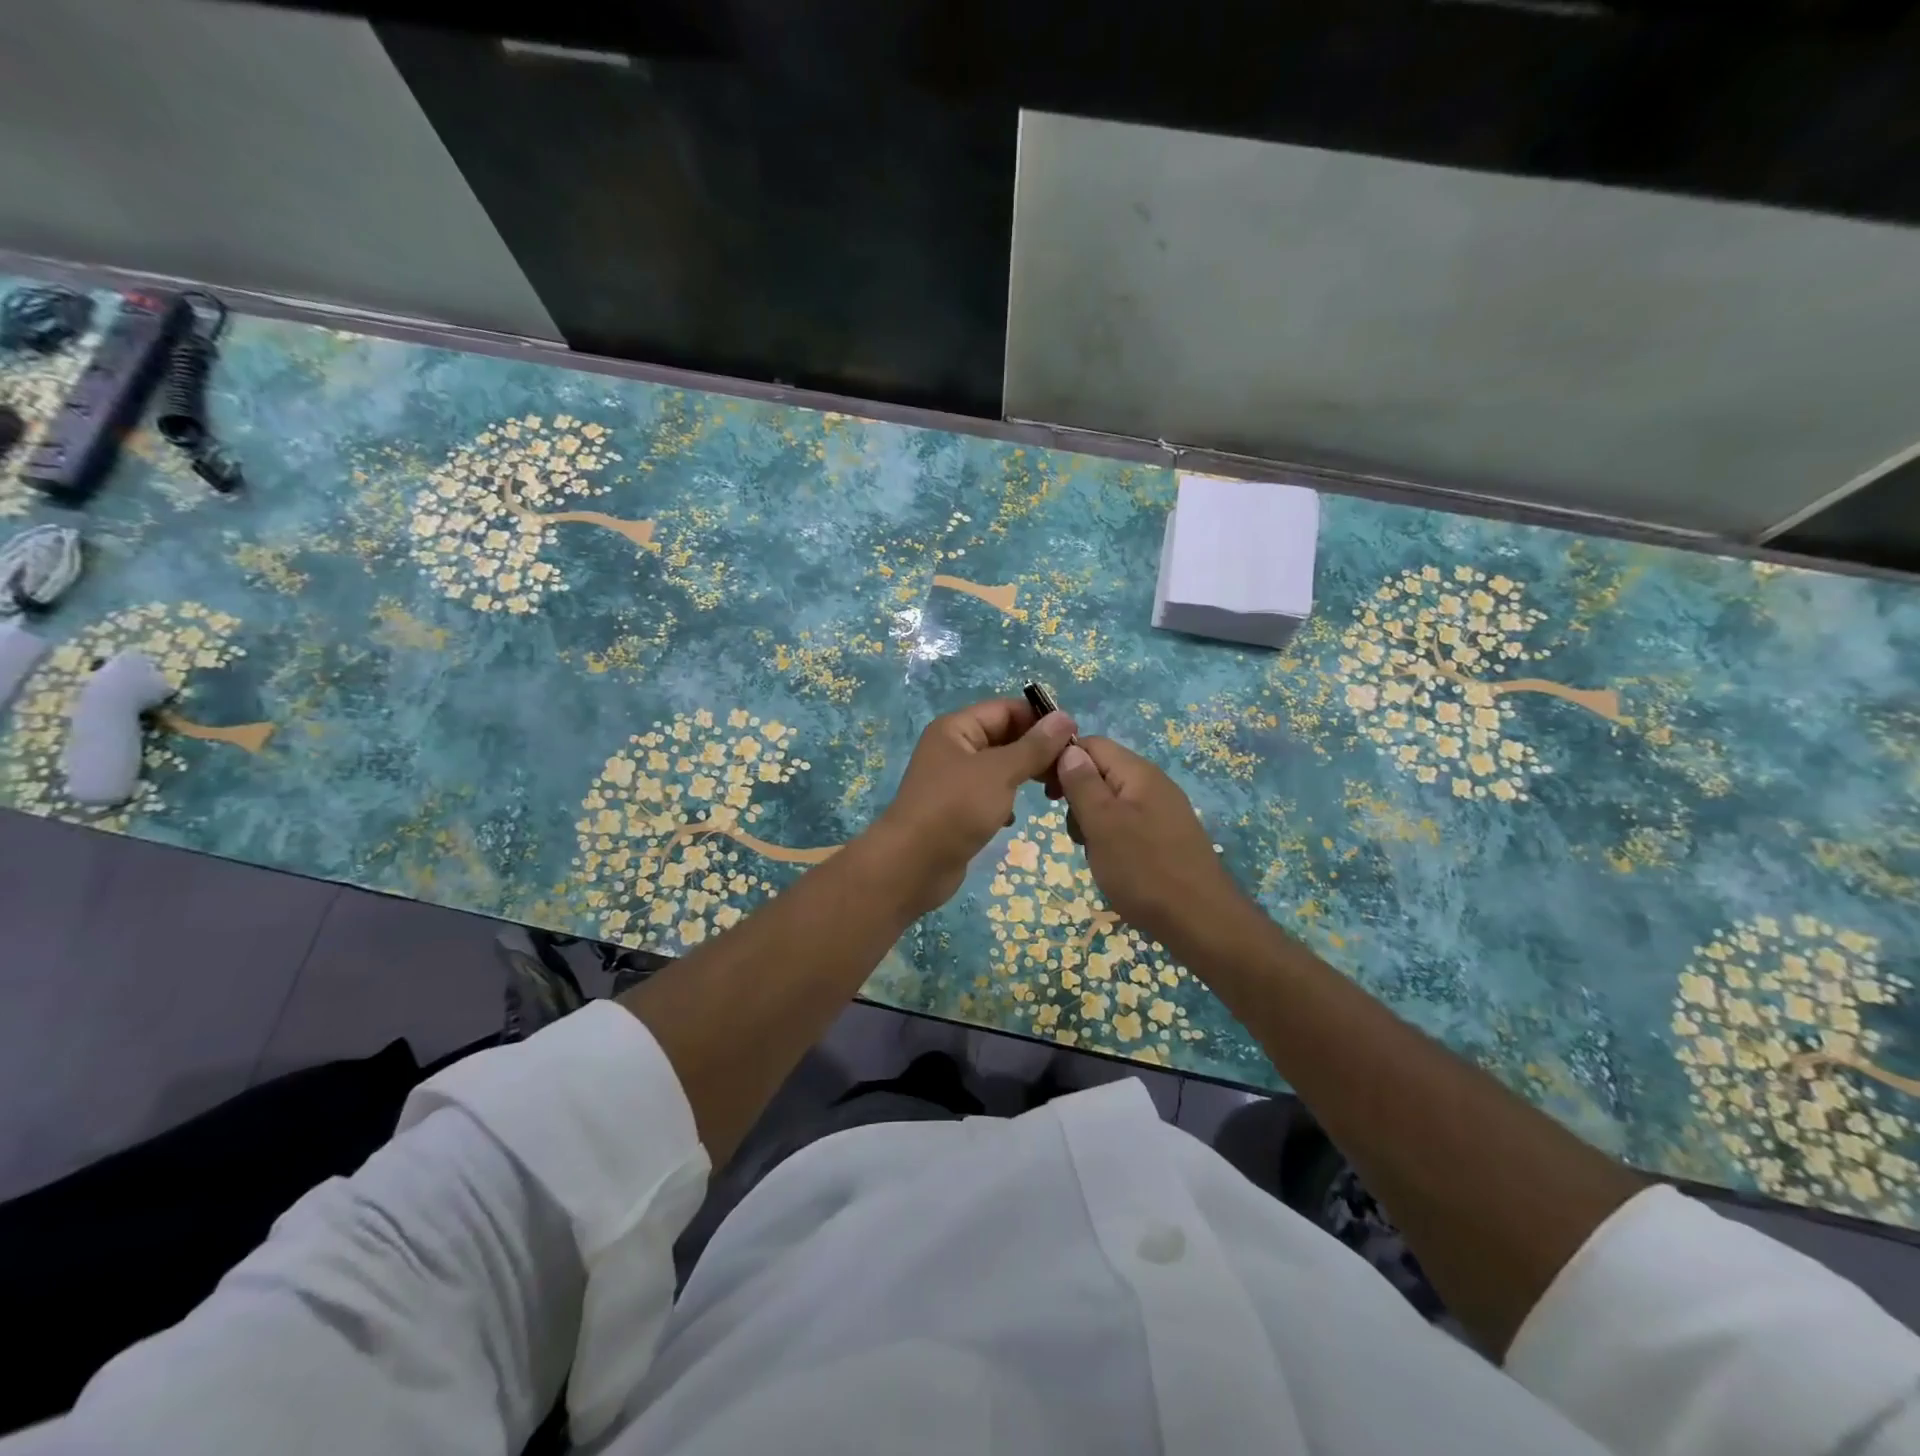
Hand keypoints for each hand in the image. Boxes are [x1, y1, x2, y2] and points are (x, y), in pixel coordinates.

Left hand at [871, 698, 1077, 913]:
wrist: (912, 865)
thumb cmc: (955, 809)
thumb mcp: (999, 772)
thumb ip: (1034, 746)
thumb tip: (1064, 717)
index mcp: (956, 729)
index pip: (1006, 709)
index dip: (1039, 719)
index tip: (1074, 739)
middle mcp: (954, 748)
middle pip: (1005, 737)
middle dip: (1036, 751)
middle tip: (1068, 771)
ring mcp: (954, 780)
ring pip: (1000, 768)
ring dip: (1025, 776)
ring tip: (1053, 793)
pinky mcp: (957, 809)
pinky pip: (990, 794)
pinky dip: (1006, 801)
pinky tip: (1013, 818)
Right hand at [1054, 736, 1251, 954]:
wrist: (1200, 921)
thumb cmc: (1144, 869)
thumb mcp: (1102, 824)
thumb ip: (1083, 784)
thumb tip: (1069, 749)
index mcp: (1138, 773)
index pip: (1092, 745)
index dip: (1063, 761)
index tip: (1046, 794)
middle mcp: (1154, 784)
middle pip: (1101, 773)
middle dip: (1078, 798)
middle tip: (1076, 833)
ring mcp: (1163, 811)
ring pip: (1112, 802)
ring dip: (1093, 823)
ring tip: (1096, 854)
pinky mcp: (1166, 836)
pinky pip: (1128, 824)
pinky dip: (1112, 839)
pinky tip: (1114, 865)